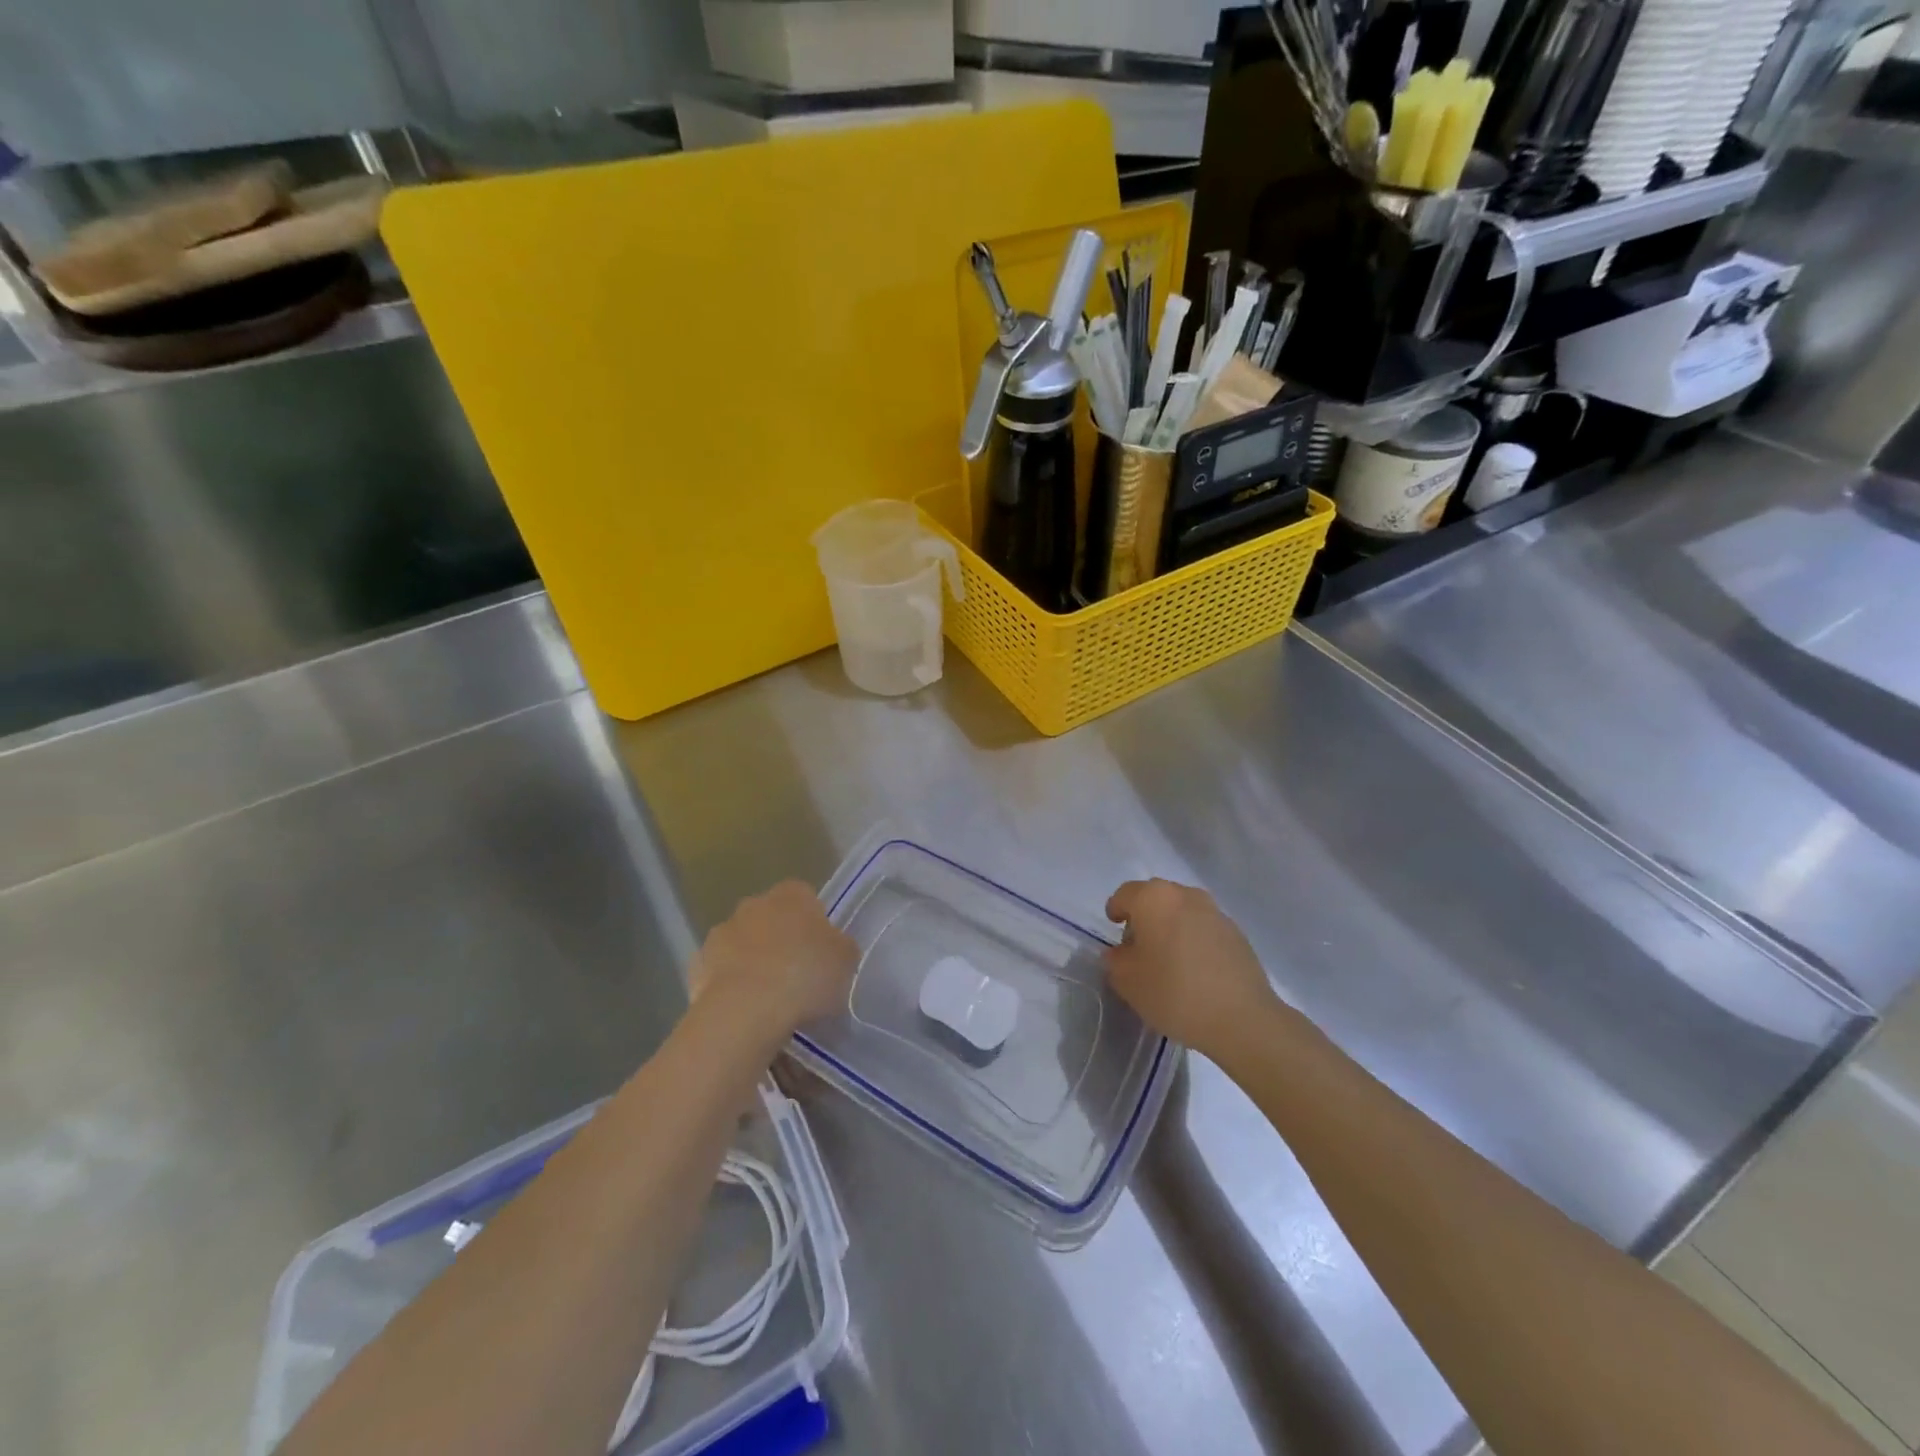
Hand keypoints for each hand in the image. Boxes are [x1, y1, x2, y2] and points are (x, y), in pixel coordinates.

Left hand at [691, 881, 856, 1041]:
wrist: (745, 1010)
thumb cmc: (805, 977)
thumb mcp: (846, 961)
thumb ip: (841, 947)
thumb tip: (834, 946)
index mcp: (792, 895)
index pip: (805, 897)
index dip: (813, 923)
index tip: (820, 951)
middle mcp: (753, 904)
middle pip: (770, 917)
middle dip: (780, 939)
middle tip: (797, 975)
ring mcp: (721, 932)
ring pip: (742, 943)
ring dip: (752, 961)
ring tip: (768, 999)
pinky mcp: (697, 964)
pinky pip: (719, 970)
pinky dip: (729, 984)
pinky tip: (742, 1011)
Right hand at [1104, 879, 1278, 1057]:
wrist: (1242, 1018)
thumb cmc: (1174, 992)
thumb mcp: (1127, 981)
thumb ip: (1115, 960)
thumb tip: (1121, 953)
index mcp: (1154, 898)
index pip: (1125, 895)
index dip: (1116, 911)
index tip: (1115, 931)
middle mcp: (1185, 895)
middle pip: (1155, 898)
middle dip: (1144, 917)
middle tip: (1139, 948)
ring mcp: (1215, 912)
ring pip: (1182, 911)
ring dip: (1171, 927)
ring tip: (1169, 960)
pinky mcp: (1237, 933)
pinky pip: (1204, 928)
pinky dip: (1194, 940)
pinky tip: (1195, 970)